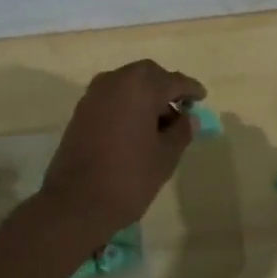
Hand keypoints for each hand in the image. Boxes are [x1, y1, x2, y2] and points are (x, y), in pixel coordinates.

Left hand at [39, 60, 206, 241]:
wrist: (75, 203)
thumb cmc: (128, 178)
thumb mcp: (165, 157)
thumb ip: (181, 132)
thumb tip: (188, 118)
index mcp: (140, 88)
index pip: (173, 81)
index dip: (190, 89)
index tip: (202, 97)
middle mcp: (115, 82)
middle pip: (147, 74)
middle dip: (165, 87)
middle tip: (180, 108)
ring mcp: (94, 95)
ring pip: (127, 83)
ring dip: (145, 95)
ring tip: (159, 122)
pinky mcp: (81, 111)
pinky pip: (111, 96)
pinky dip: (127, 103)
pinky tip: (136, 127)